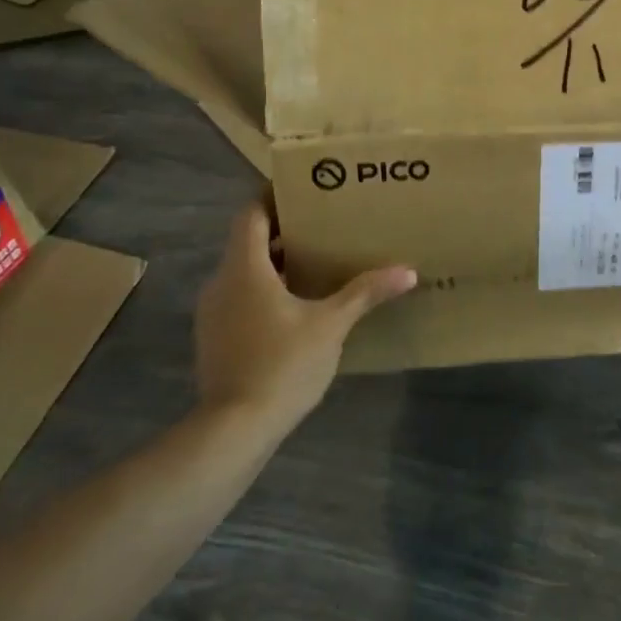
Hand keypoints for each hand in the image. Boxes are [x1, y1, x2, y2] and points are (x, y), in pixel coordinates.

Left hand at [194, 197, 416, 427]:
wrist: (233, 430)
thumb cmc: (282, 364)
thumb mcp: (331, 325)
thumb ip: (365, 293)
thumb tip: (407, 272)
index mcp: (245, 267)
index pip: (251, 214)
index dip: (273, 197)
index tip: (304, 190)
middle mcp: (221, 282)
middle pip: (248, 241)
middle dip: (282, 232)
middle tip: (321, 226)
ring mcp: (212, 312)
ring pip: (243, 272)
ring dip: (274, 264)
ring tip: (314, 264)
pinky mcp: (213, 338)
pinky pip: (239, 298)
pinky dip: (263, 291)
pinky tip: (295, 308)